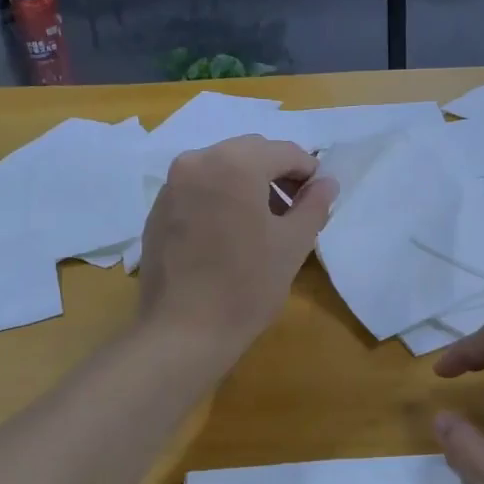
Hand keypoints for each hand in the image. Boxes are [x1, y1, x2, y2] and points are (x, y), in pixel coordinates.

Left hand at [139, 136, 337, 359]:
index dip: (308, 172)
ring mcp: (171, 185)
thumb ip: (314, 205)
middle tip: (294, 212)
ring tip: (263, 225)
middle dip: (276, 175)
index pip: (284, 152)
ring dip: (247, 186)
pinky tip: (229, 236)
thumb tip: (326, 182)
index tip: (319, 198)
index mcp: (235, 163)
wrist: (183, 331)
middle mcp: (197, 161)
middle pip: (249, 153)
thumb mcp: (293, 244)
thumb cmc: (247, 286)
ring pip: (221, 169)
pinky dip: (220, 199)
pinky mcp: (157, 210)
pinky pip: (198, 190)